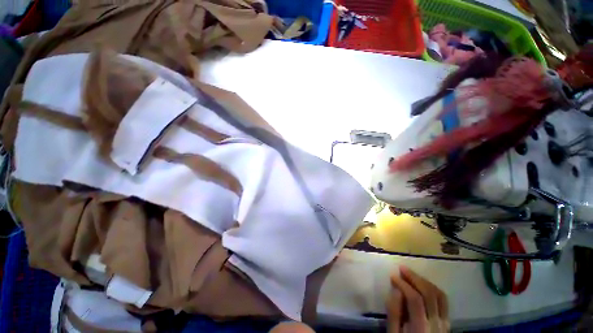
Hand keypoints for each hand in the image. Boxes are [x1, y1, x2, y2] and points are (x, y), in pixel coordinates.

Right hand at [386, 266, 448, 332]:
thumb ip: (394, 313)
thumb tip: (396, 290)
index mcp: (421, 328)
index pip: (415, 299)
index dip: (403, 285)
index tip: (393, 276)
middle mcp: (437, 324)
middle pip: (430, 294)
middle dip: (415, 278)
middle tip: (402, 269)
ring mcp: (445, 323)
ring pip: (440, 295)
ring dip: (425, 281)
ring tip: (412, 274)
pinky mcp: (447, 323)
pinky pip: (443, 301)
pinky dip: (433, 289)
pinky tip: (423, 285)